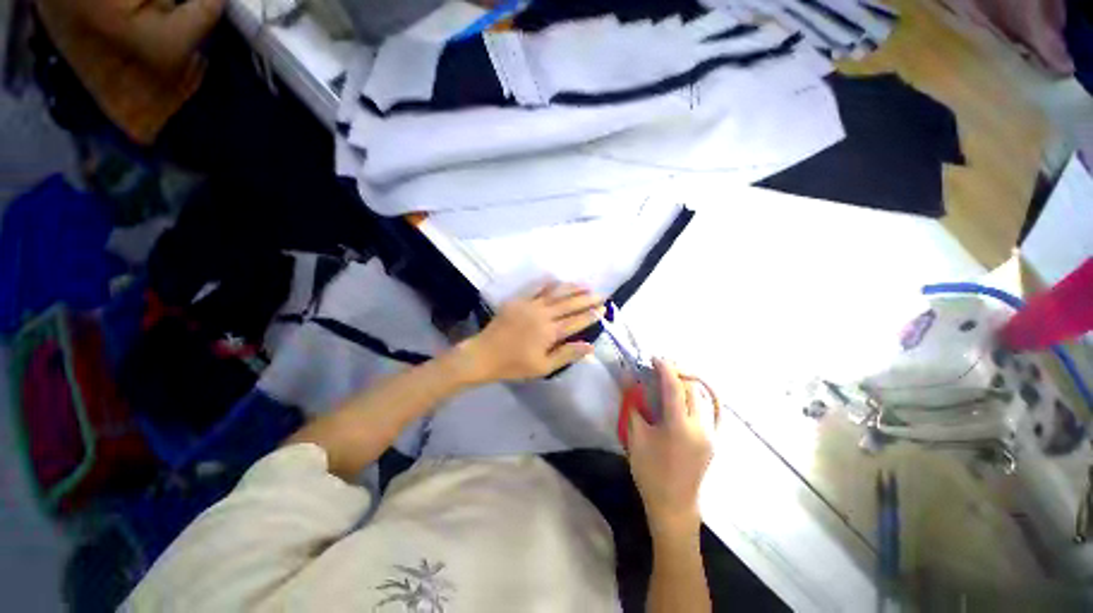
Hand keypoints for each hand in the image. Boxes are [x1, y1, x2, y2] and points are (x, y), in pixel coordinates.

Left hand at [459, 282, 603, 382]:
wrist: (484, 354)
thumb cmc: (514, 364)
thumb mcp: (543, 366)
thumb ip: (567, 354)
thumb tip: (590, 346)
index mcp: (550, 331)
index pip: (576, 321)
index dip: (591, 315)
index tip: (603, 309)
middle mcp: (543, 314)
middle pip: (569, 304)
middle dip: (586, 299)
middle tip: (601, 294)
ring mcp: (530, 305)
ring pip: (555, 293)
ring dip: (571, 288)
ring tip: (585, 285)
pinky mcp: (518, 301)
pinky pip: (535, 288)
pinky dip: (547, 283)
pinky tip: (556, 279)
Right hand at [628, 358, 715, 536]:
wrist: (673, 505)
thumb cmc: (649, 471)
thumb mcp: (636, 436)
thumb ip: (633, 405)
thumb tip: (627, 379)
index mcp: (679, 427)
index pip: (675, 387)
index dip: (665, 368)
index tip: (654, 357)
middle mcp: (699, 427)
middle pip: (692, 389)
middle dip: (677, 373)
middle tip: (659, 368)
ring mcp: (710, 434)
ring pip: (701, 398)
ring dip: (686, 384)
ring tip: (669, 379)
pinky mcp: (713, 440)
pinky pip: (709, 411)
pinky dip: (698, 399)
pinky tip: (688, 396)